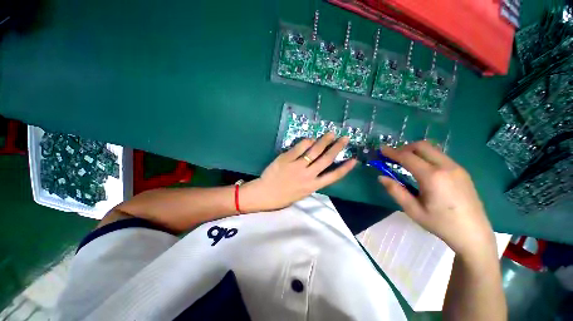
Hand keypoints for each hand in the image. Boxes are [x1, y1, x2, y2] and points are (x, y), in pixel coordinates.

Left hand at [241, 132, 356, 211]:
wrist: (265, 194)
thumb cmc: (284, 196)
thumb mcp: (302, 193)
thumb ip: (312, 181)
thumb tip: (318, 166)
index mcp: (313, 186)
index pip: (333, 176)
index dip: (345, 168)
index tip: (354, 159)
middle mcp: (308, 175)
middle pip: (326, 159)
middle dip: (337, 148)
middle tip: (344, 138)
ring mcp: (297, 166)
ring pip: (315, 151)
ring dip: (324, 141)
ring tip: (331, 133)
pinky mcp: (286, 159)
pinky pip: (299, 147)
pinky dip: (306, 141)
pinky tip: (310, 139)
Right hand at [379, 141, 495, 259]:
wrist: (474, 234)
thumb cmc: (441, 224)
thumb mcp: (413, 210)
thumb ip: (395, 191)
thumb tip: (381, 177)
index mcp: (432, 177)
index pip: (407, 157)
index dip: (392, 152)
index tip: (381, 149)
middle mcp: (446, 167)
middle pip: (422, 146)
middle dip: (404, 148)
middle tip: (393, 156)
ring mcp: (456, 168)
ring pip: (432, 149)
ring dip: (416, 151)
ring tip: (406, 162)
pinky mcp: (462, 171)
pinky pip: (440, 156)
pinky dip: (426, 156)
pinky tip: (422, 169)